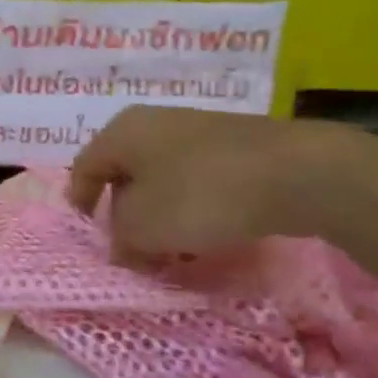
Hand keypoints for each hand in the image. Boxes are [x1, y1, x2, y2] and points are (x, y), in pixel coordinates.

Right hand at [67, 107, 375, 258]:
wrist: (297, 172)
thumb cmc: (200, 194)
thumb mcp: (143, 226)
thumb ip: (120, 238)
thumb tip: (121, 244)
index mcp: (122, 131)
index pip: (83, 167)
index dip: (80, 205)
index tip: (90, 240)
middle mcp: (153, 123)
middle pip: (124, 175)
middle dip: (124, 217)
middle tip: (134, 254)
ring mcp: (197, 131)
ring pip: (162, 181)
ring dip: (160, 218)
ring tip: (174, 254)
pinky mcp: (234, 147)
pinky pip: (197, 181)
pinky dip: (193, 209)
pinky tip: (209, 237)